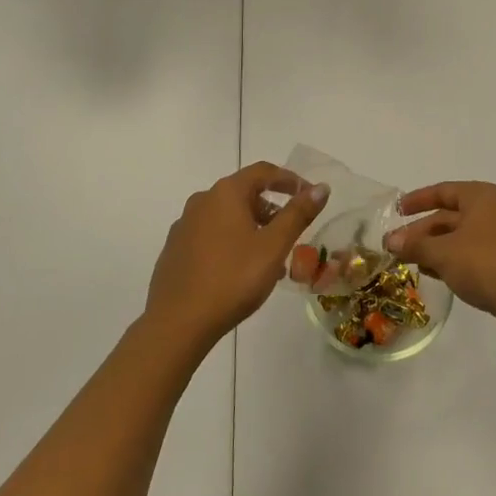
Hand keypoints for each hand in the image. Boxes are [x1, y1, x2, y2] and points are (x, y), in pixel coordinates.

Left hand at [145, 163, 328, 354]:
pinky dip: (231, 242)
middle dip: (271, 209)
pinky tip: (240, 271)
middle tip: (291, 233)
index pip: (263, 172)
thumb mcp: (274, 246)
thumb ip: (298, 213)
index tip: (309, 195)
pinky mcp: (175, 250)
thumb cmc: (232, 278)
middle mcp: (202, 201)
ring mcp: (184, 226)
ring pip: (227, 217)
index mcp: (225, 193)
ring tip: (270, 258)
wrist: (177, 324)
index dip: (290, 180)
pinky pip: (211, 235)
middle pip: (244, 193)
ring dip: (252, 228)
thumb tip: (320, 187)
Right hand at [385, 181, 495, 343]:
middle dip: (422, 231)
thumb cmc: (482, 264)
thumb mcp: (442, 253)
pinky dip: (451, 257)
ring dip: (434, 247)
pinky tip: (433, 272)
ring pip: (460, 235)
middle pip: (450, 215)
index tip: (397, 211)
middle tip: (396, 246)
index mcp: (481, 196)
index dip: (417, 200)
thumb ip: (415, 245)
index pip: (443, 191)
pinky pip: (472, 251)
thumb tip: (390, 242)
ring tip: (410, 261)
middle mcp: (494, 209)